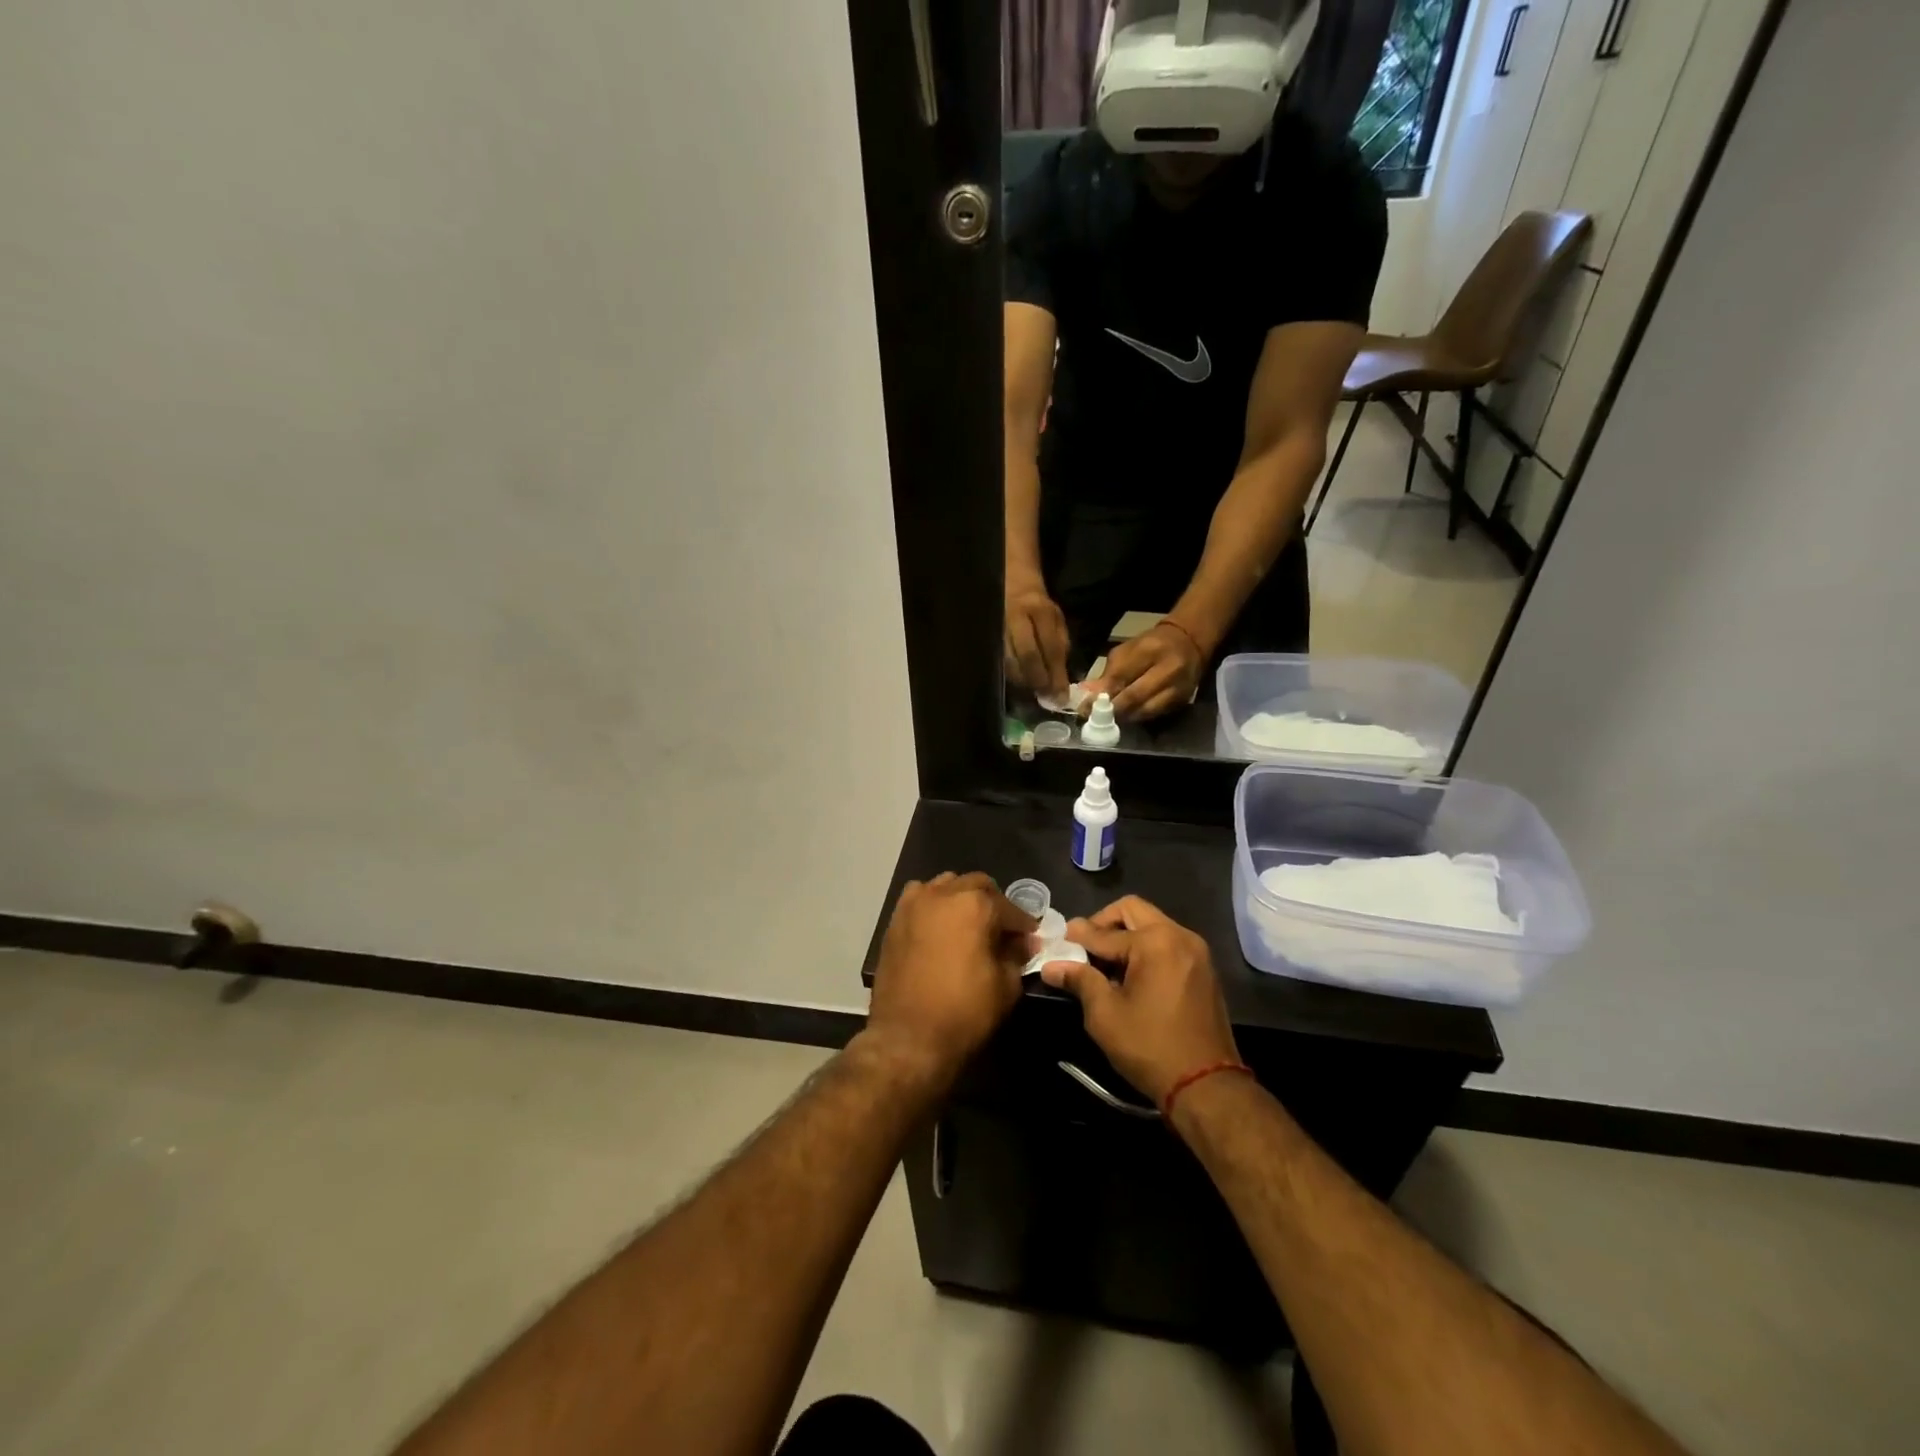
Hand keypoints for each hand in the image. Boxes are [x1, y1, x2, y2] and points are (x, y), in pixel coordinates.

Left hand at [866, 872, 1036, 1087]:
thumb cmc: (964, 1012)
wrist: (907, 1038)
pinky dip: (934, 906)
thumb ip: (1017, 955)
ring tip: (970, 926)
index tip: (1030, 939)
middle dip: (994, 904)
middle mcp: (943, 893)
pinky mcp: (895, 920)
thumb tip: (1024, 942)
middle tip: (1002, 931)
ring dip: (962, 899)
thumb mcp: (1005, 986)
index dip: (1023, 925)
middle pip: (977, 886)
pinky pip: (920, 899)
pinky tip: (940, 929)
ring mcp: (914, 903)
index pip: (1010, 908)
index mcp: (975, 905)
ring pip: (946, 885)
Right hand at [1004, 581, 1070, 698]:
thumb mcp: (1056, 619)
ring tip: (1033, 693)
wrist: (1010, 583)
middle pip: (1027, 656)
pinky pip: (999, 661)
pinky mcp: (987, 635)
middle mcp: (1016, 618)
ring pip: (1009, 662)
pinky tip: (1019, 684)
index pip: (1050, 647)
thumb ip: (1060, 645)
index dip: (1056, 675)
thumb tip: (1060, 679)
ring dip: (1023, 682)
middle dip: (1038, 680)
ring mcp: (998, 626)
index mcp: (1040, 611)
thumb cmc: (1037, 606)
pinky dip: (1010, 676)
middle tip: (1046, 698)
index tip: (1061, 696)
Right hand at [1040, 895, 1239, 1106]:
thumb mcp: (1105, 1014)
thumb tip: (1051, 966)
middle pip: (1133, 911)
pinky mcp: (1204, 969)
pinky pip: (1168, 943)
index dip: (1077, 938)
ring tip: (1105, 964)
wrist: (1207, 1086)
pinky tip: (1131, 975)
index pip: (1104, 932)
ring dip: (1126, 935)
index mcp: (1155, 941)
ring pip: (1152, 925)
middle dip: (1104, 924)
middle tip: (1084, 947)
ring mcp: (1196, 951)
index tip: (1058, 941)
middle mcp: (1179, 935)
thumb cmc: (1150, 1047)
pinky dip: (1146, 948)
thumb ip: (1080, 980)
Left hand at [1082, 621, 1204, 721]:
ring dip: (1124, 717)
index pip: (1121, 676)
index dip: (1101, 694)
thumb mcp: (1127, 650)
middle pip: (1134, 696)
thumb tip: (1088, 695)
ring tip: (1108, 719)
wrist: (1188, 643)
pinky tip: (1127, 717)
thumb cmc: (1151, 645)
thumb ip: (1109, 673)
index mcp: (1149, 650)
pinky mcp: (1182, 700)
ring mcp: (1178, 687)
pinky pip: (1155, 714)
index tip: (1084, 707)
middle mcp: (1167, 669)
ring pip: (1145, 710)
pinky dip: (1138, 717)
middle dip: (1112, 709)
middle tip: (1095, 718)